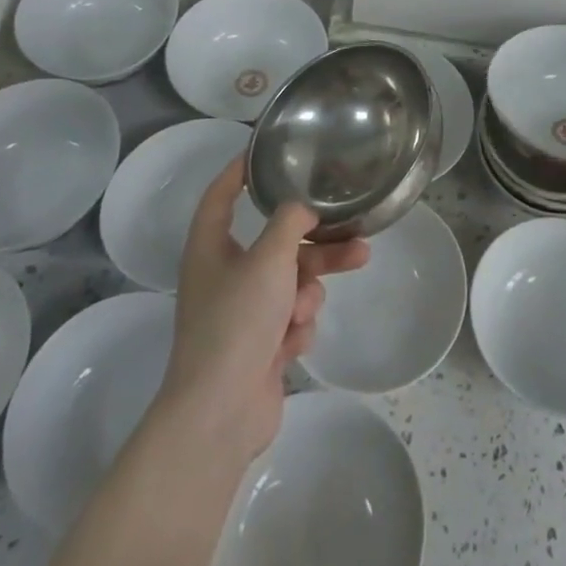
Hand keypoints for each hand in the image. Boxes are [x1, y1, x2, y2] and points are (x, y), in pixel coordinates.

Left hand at [155, 159, 369, 463]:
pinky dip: (296, 326)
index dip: (238, 171)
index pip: (220, 196)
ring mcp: (242, 313)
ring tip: (336, 285)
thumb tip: (302, 206)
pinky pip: (290, 317)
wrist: (221, 414)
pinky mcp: (259, 345)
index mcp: (211, 248)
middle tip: (354, 232)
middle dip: (316, 241)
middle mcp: (224, 275)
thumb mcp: (269, 259)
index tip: (264, 151)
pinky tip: (291, 343)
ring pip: (291, 280)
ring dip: (311, 286)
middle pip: (276, 242)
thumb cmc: (237, 322)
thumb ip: (290, 222)